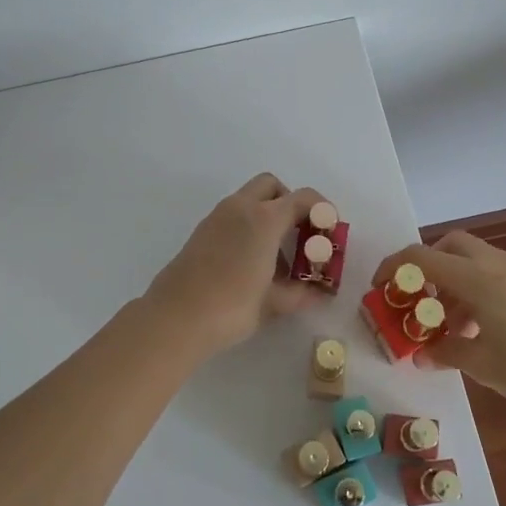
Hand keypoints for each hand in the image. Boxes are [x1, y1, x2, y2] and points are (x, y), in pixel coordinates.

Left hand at [143, 173, 325, 360]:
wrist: (175, 318)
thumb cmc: (231, 306)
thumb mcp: (273, 303)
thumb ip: (300, 293)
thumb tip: (319, 293)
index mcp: (264, 219)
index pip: (303, 198)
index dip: (322, 211)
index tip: (329, 232)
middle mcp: (240, 208)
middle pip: (272, 186)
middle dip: (290, 204)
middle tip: (300, 237)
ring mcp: (216, 218)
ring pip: (249, 200)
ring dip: (268, 217)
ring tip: (277, 260)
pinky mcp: (201, 232)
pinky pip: (233, 217)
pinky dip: (248, 227)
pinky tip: (251, 265)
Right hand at [373, 230, 505, 412]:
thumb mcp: (483, 365)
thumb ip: (446, 353)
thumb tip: (423, 354)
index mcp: (476, 278)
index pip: (421, 257)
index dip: (393, 268)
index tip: (380, 290)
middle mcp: (495, 265)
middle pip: (448, 246)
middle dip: (426, 267)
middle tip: (419, 301)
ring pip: (472, 259)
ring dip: (451, 282)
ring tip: (448, 325)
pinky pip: (492, 273)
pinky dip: (474, 289)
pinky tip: (479, 328)